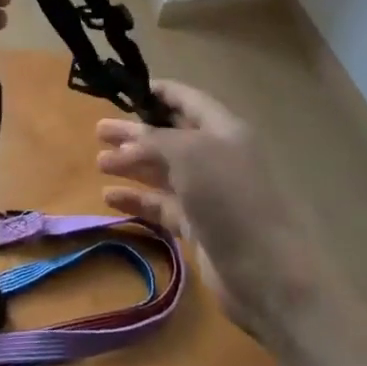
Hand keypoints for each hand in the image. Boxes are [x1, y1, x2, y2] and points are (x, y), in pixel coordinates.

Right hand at [96, 82, 325, 350]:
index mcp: (223, 129)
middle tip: (99, 130)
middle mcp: (217, 157)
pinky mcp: (199, 227)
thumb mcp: (189, 154)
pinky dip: (138, 200)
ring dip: (132, 164)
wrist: (267, 274)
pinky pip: (162, 206)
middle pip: (170, 136)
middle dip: (135, 131)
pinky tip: (110, 198)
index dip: (158, 92)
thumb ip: (155, 140)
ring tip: (99, 162)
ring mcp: (208, 194)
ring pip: (164, 171)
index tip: (124, 91)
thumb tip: (129, 141)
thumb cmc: (229, 199)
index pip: (187, 100)